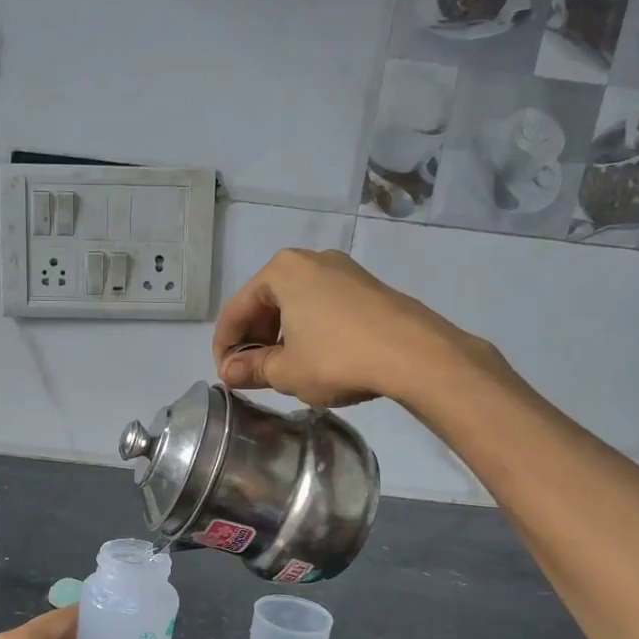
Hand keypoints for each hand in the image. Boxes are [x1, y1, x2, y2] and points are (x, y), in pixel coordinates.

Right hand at [211, 249, 476, 410]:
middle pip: (265, 303)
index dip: (224, 348)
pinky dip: (308, 331)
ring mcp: (342, 270)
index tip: (226, 378)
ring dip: (280, 337)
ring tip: (281, 370)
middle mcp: (310, 260)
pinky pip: (321, 307)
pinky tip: (314, 358)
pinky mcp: (366, 287)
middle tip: (251, 375)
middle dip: (253, 341)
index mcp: (281, 271)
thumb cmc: (337, 358)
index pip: (236, 310)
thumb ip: (251, 369)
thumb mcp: (285, 370)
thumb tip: (229, 373)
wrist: (415, 354)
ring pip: (294, 305)